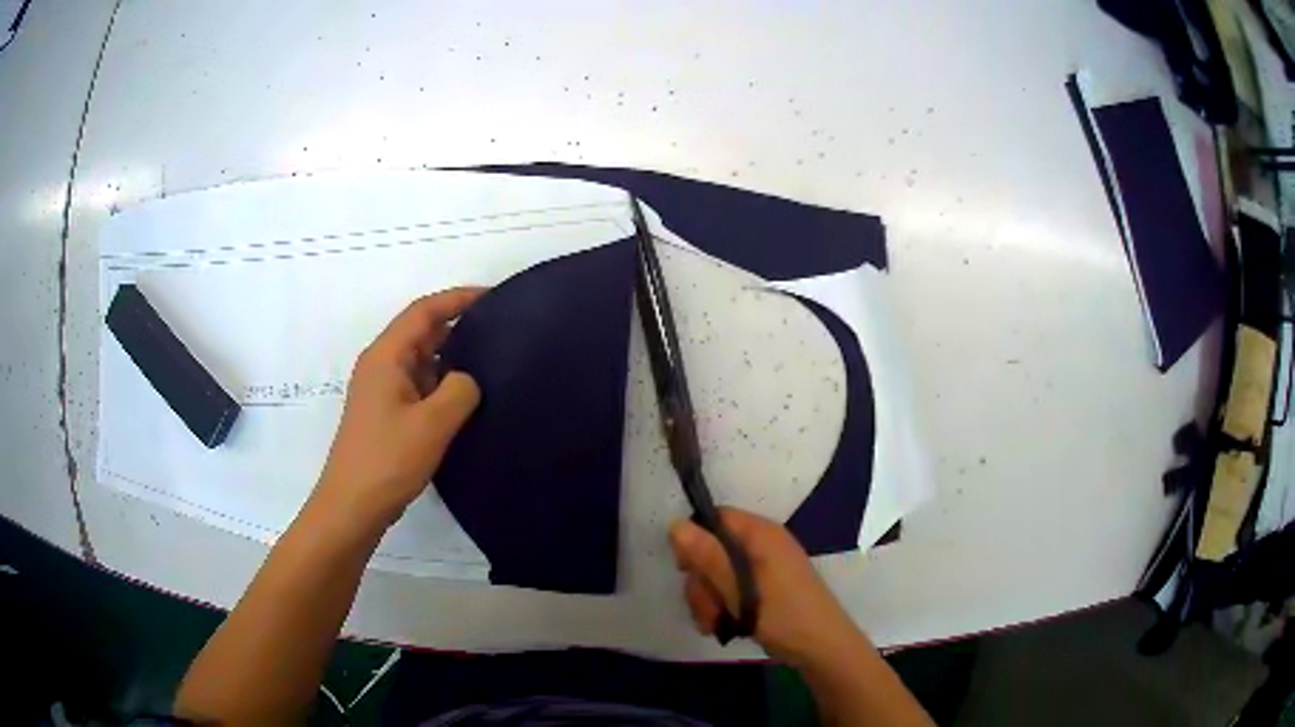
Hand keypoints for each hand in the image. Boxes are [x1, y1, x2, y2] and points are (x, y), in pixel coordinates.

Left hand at [313, 288, 484, 533]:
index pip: (424, 312)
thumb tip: (468, 380)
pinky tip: (467, 400)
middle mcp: (381, 366)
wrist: (352, 507)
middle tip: (500, 332)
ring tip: (492, 365)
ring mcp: (382, 391)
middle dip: (458, 327)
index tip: (494, 297)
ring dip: (451, 359)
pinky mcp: (386, 414)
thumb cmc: (388, 460)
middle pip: (421, 332)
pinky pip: (419, 386)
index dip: (458, 298)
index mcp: (386, 356)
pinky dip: (442, 385)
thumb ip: (460, 389)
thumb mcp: (433, 424)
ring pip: (421, 361)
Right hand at [670, 508, 866, 665]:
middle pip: (712, 550)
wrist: (821, 648)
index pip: (716, 519)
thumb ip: (708, 557)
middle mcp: (761, 546)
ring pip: (717, 574)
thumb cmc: (784, 615)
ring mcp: (763, 569)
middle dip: (701, 582)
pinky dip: (721, 607)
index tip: (685, 570)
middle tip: (706, 609)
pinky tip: (722, 626)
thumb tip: (676, 524)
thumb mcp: (740, 589)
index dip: (695, 540)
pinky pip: (730, 589)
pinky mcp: (762, 589)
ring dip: (708, 600)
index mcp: (761, 535)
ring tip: (714, 624)